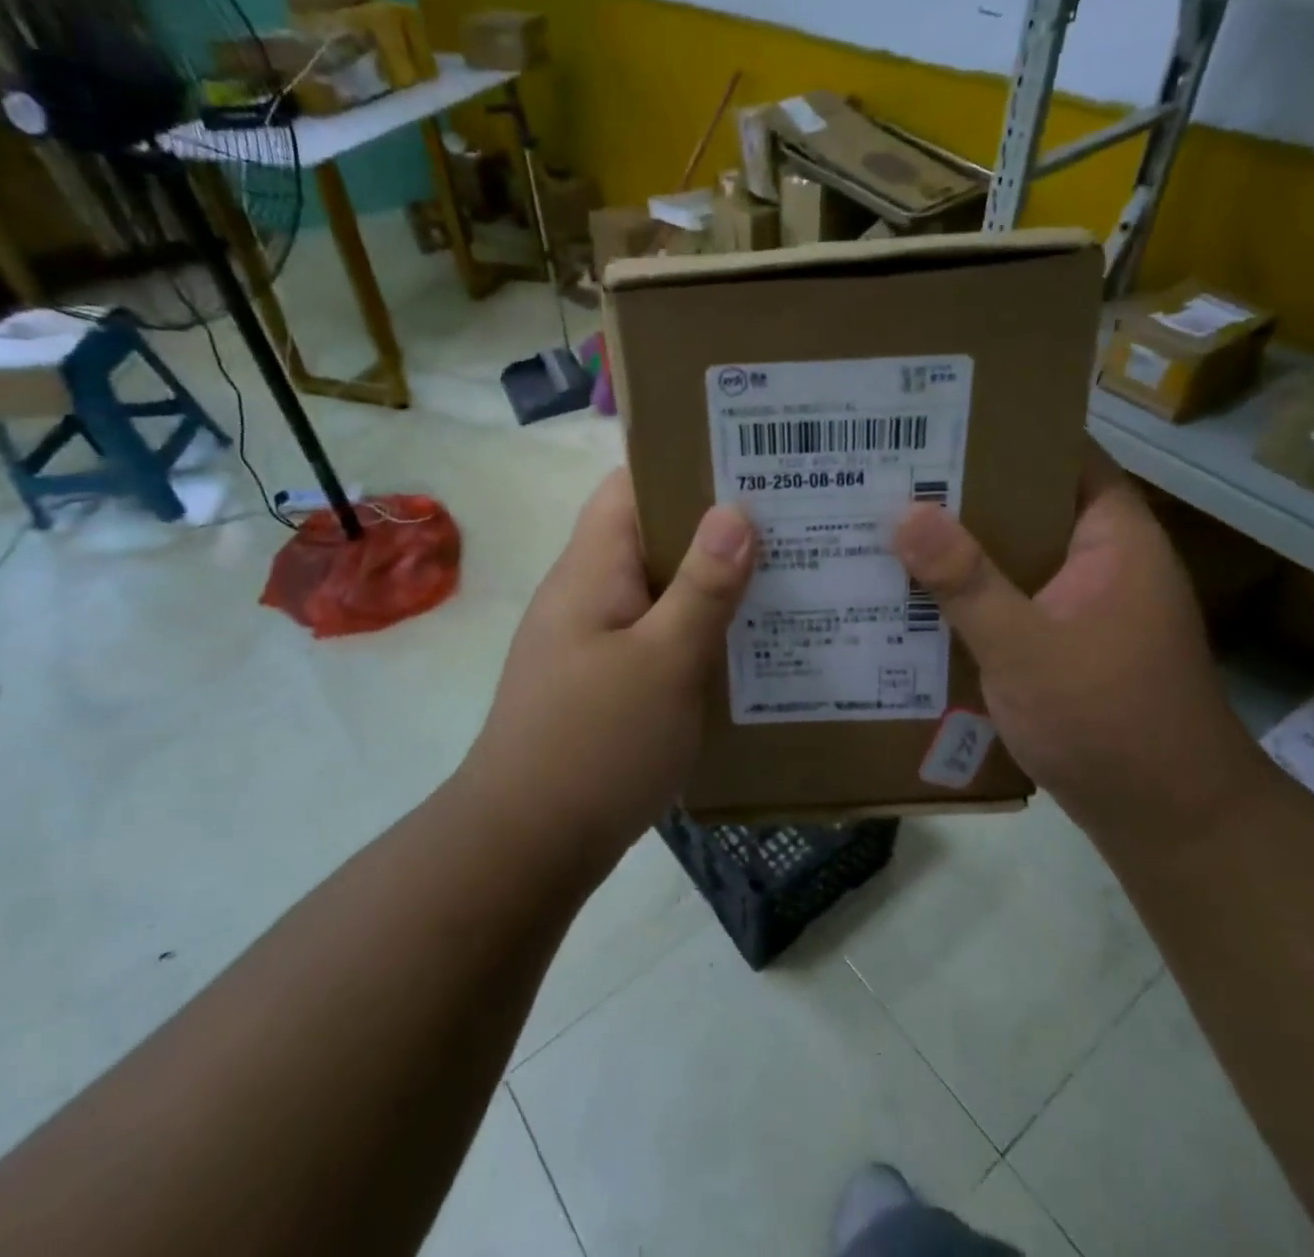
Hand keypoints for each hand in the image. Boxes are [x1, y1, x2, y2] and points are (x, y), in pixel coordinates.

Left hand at [463, 469, 754, 861]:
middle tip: (788, 525)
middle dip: (715, 528)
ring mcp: (591, 640)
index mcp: (592, 569)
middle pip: (651, 537)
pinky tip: (745, 647)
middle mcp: (586, 593)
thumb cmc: (596, 744)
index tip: (750, 467)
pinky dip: (696, 632)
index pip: (630, 486)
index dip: (684, 467)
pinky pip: (656, 637)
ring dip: (710, 585)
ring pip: (658, 591)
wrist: (525, 847)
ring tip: (782, 579)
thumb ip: (703, 586)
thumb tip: (735, 510)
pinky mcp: (602, 683)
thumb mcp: (665, 661)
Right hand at [892, 448, 1253, 845]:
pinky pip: (1012, 598)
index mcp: (1113, 537)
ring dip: (963, 547)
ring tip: (889, 525)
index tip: (936, 422)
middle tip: (890, 474)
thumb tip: (903, 511)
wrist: (1169, 821)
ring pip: (1015, 555)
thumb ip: (965, 580)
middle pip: (1029, 503)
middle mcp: (1103, 559)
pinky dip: (972, 593)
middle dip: (964, 492)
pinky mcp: (1067, 641)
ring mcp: (1086, 603)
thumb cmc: (1108, 720)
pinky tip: (916, 596)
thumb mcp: (1025, 647)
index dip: (1005, 432)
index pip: (1062, 454)